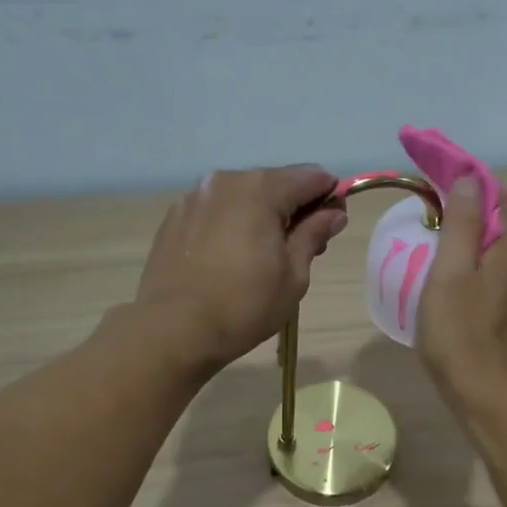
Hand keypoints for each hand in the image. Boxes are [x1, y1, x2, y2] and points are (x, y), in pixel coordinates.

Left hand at [135, 165, 348, 371]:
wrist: (173, 330)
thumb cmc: (244, 306)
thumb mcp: (293, 275)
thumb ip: (314, 234)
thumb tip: (333, 212)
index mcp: (261, 189)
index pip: (311, 177)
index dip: (330, 197)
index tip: (332, 226)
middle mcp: (226, 181)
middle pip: (275, 183)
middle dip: (294, 208)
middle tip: (300, 249)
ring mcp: (195, 197)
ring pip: (242, 196)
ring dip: (261, 216)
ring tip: (261, 257)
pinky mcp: (174, 218)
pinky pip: (215, 211)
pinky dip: (231, 224)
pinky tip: (229, 259)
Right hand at [416, 177, 506, 406]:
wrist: (483, 393)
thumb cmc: (459, 331)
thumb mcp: (450, 270)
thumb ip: (461, 223)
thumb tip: (470, 179)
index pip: (506, 201)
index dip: (480, 186)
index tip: (449, 181)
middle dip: (483, 210)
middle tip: (445, 210)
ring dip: (484, 239)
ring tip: (450, 241)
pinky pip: (504, 276)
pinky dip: (485, 264)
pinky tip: (462, 279)